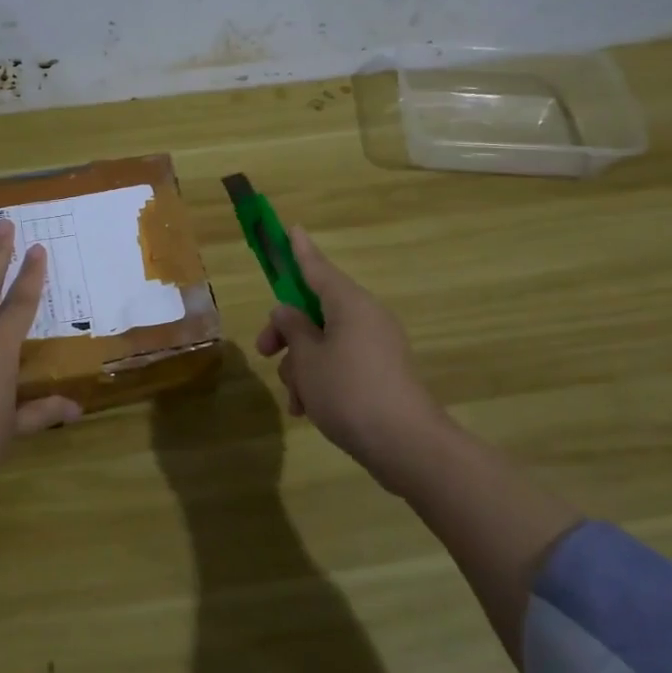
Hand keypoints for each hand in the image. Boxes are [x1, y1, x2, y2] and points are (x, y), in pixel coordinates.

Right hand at [254, 226, 451, 493]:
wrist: (406, 445)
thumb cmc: (348, 392)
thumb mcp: (308, 359)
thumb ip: (293, 329)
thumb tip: (287, 312)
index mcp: (350, 304)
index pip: (317, 268)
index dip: (299, 250)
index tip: (291, 227)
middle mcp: (366, 318)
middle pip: (315, 311)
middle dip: (287, 333)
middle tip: (265, 352)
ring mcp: (377, 347)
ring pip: (325, 343)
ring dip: (302, 366)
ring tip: (295, 400)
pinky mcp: (381, 374)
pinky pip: (341, 365)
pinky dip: (321, 381)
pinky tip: (308, 410)